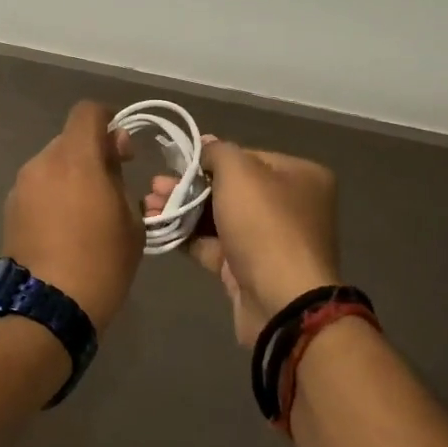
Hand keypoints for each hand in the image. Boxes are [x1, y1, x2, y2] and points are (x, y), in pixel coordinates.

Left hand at [3, 102, 144, 335]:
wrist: (46, 309)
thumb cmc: (101, 262)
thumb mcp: (130, 221)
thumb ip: (119, 179)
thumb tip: (110, 160)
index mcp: (75, 158)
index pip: (87, 112)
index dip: (108, 121)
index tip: (123, 150)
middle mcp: (43, 162)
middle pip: (69, 140)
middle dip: (91, 153)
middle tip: (111, 185)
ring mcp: (21, 186)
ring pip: (52, 164)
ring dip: (71, 176)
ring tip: (87, 213)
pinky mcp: (10, 209)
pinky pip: (38, 187)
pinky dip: (53, 195)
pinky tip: (65, 228)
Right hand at [146, 139, 339, 346]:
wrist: (280, 302)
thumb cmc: (264, 224)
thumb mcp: (239, 172)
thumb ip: (218, 152)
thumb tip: (205, 144)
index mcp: (300, 176)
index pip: (248, 157)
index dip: (210, 158)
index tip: (177, 161)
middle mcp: (290, 206)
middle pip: (231, 188)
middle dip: (189, 185)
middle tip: (155, 185)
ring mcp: (270, 241)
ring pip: (219, 217)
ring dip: (183, 209)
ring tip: (147, 205)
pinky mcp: (249, 271)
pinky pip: (215, 246)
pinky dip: (187, 236)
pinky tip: (158, 227)